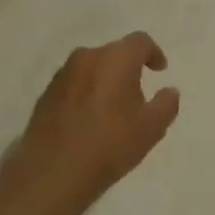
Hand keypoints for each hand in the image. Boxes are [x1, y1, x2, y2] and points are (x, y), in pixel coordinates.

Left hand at [0, 32, 180, 214]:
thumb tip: (169, 91)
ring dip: (105, 80)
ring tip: (113, 109)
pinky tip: (89, 120)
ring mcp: (62, 75)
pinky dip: (86, 93)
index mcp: (115, 59)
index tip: (160, 71)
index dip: (153, 53)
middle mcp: (86, 58)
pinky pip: (74, 85)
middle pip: (114, 53)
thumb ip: (167, 104)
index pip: (140, 41)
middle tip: (138, 94)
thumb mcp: (152, 128)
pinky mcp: (45, 95)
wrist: (52, 172)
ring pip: (92, 68)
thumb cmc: (110, 145)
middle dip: (129, 68)